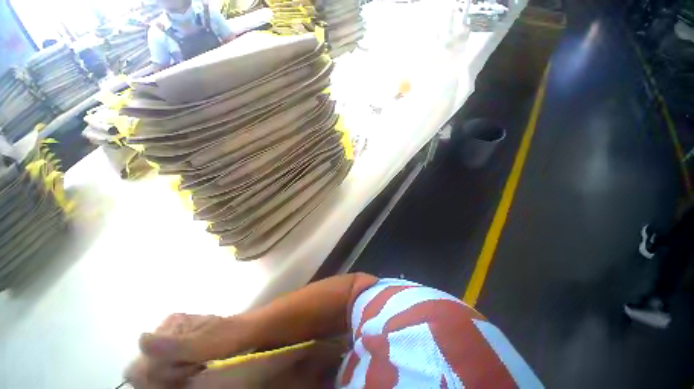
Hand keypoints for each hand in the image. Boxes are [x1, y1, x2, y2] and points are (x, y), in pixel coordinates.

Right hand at [125, 314, 240, 388]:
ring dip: (177, 376)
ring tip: (198, 367)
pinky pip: (173, 370)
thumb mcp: (201, 343)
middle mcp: (170, 331)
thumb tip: (140, 339)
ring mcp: (179, 341)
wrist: (251, 333)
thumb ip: (171, 345)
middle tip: (194, 367)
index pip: (140, 362)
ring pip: (162, 372)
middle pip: (150, 368)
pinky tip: (197, 370)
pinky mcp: (188, 350)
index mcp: (170, 325)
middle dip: (170, 374)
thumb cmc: (229, 336)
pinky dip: (183, 375)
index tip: (181, 371)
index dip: (157, 374)